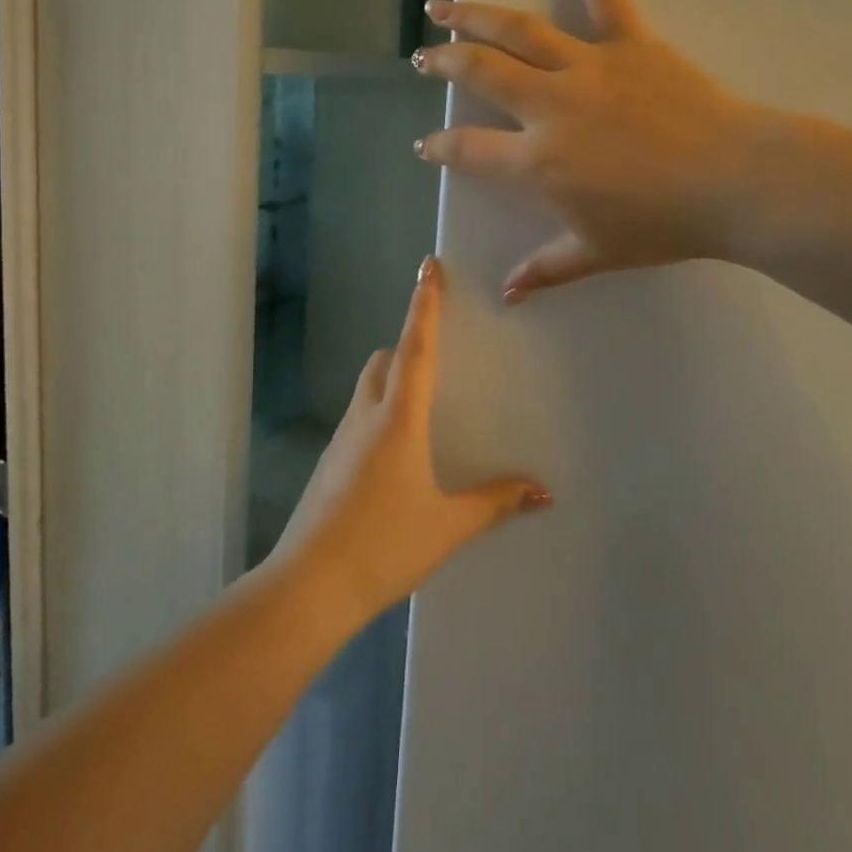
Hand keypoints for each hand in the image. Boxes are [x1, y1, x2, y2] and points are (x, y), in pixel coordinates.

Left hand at [270, 258, 550, 625]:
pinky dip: (380, 410)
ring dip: (392, 378)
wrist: (309, 586)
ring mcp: (341, 438)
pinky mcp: (330, 462)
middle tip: (437, 349)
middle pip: (384, 361)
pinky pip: (359, 417)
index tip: (428, 266)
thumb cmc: (384, 545)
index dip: (424, 305)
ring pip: (368, 388)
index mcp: (397, 419)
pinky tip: (398, 449)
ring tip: (424, 400)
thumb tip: (543, 490)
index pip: (415, 348)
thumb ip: (494, 502)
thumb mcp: (447, 525)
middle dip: (407, 345)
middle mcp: (366, 416)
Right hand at [414, 0, 763, 300]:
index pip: (469, 149)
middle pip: (481, 73)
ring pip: (518, 30)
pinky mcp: (629, 43)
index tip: (426, 144)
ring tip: (442, 4)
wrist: (735, 183)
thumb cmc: (661, 223)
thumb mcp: (596, 252)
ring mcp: (587, 68)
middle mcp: (548, 106)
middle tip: (423, 57)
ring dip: (474, 14)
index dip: (440, 146)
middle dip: (444, 63)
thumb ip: (546, 269)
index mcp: (536, 162)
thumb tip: (508, 294)